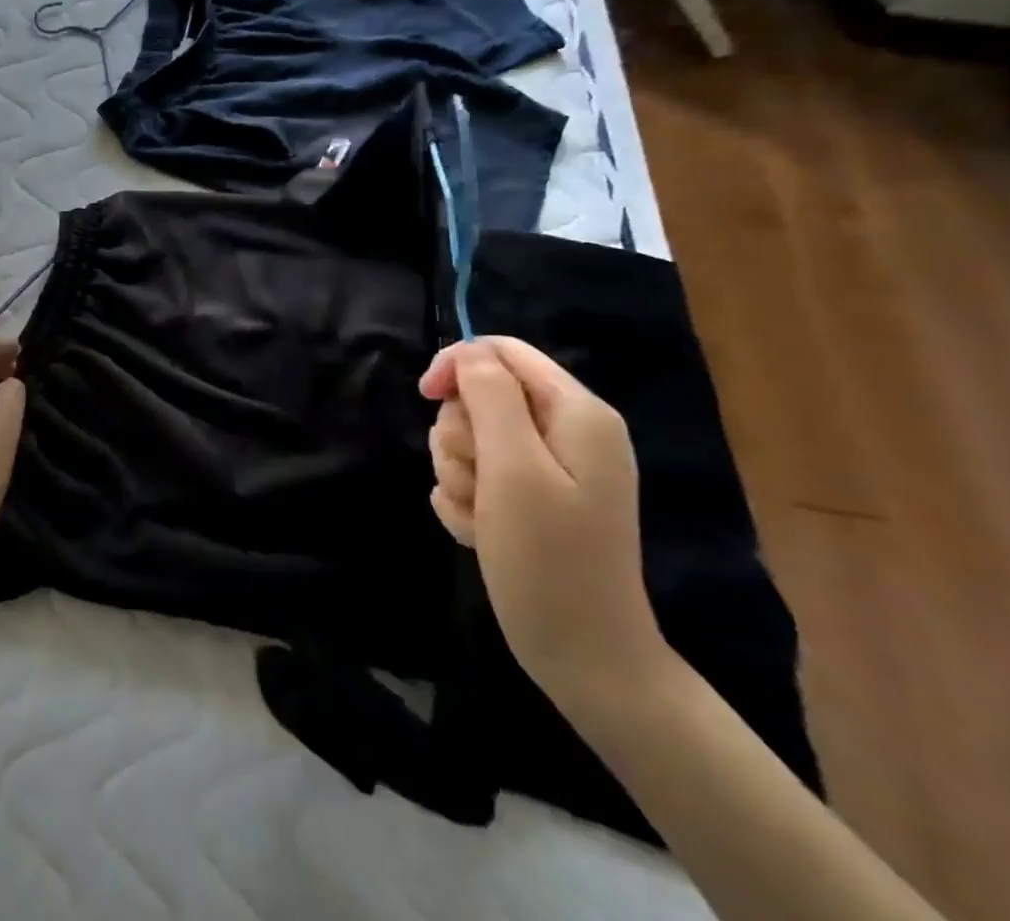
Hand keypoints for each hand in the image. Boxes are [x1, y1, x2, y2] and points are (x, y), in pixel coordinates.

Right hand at [421, 337, 667, 713]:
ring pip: (469, 437)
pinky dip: (467, 502)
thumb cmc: (549, 559)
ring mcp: (547, 469)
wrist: (583, 659)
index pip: (501, 351)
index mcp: (576, 412)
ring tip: (482, 516)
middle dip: (461, 437)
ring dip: (460, 475)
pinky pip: (473, 476)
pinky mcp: (529, 500)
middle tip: (478, 481)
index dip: (457, 365)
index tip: (426, 397)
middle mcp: (565, 431)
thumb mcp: (513, 467)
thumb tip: (467, 352)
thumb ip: (489, 396)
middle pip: (479, 396)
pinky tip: (482, 533)